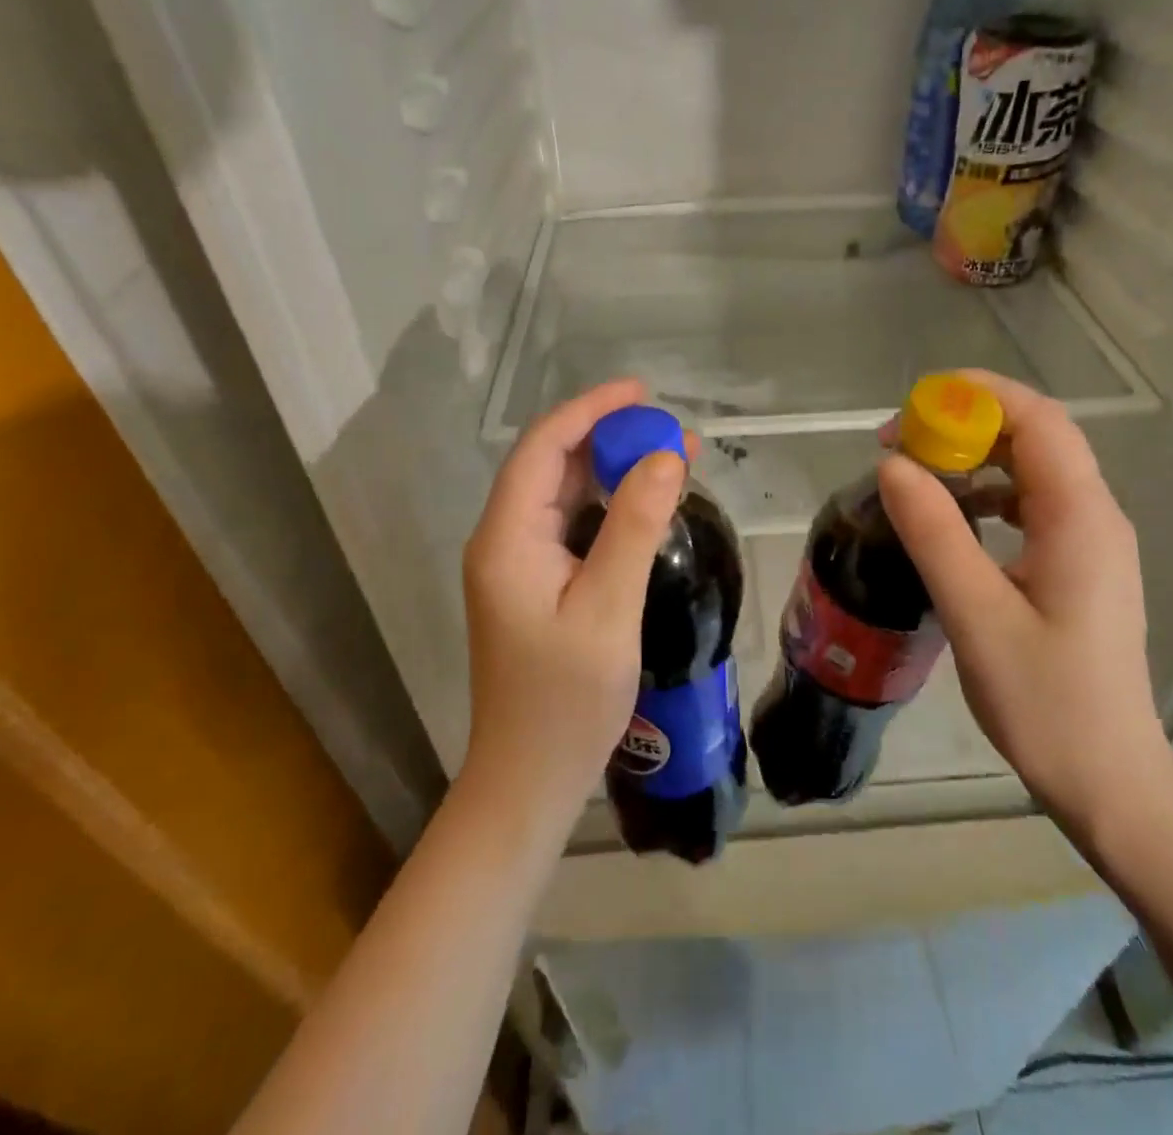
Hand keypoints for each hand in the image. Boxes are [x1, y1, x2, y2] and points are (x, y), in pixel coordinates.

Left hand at [461, 380, 688, 811]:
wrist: (530, 778)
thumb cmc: (566, 701)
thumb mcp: (609, 609)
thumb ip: (635, 526)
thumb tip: (665, 455)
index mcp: (507, 539)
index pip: (542, 448)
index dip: (589, 411)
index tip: (641, 394)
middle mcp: (503, 540)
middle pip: (551, 465)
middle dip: (607, 438)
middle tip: (668, 429)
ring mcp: (517, 563)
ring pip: (562, 494)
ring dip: (611, 469)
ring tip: (668, 455)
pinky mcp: (535, 583)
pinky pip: (570, 524)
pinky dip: (607, 504)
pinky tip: (644, 501)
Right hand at [876, 370, 1172, 834]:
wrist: (1108, 779)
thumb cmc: (1045, 702)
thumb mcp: (976, 614)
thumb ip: (935, 534)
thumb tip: (893, 464)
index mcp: (1080, 518)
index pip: (1038, 420)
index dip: (977, 396)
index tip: (913, 407)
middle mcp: (1094, 516)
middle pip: (1036, 436)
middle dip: (968, 423)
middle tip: (902, 443)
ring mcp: (1090, 541)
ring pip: (1032, 468)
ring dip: (975, 457)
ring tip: (918, 475)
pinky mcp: (1077, 564)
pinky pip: (1031, 503)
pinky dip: (988, 493)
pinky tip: (953, 518)